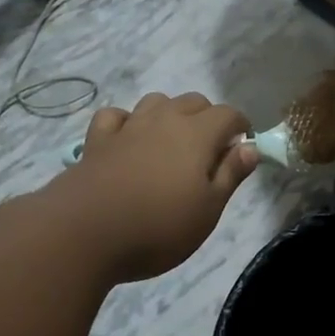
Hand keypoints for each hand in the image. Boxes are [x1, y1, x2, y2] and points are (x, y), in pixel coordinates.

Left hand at [60, 93, 257, 283]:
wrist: (83, 233)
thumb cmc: (158, 227)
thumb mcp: (208, 210)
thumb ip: (230, 175)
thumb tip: (250, 147)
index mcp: (197, 134)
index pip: (229, 114)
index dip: (241, 127)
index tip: (242, 149)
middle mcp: (164, 120)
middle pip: (194, 102)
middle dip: (208, 119)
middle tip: (209, 153)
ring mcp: (127, 127)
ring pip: (156, 102)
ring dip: (170, 115)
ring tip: (171, 144)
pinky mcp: (97, 141)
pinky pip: (116, 116)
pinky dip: (127, 123)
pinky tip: (128, 141)